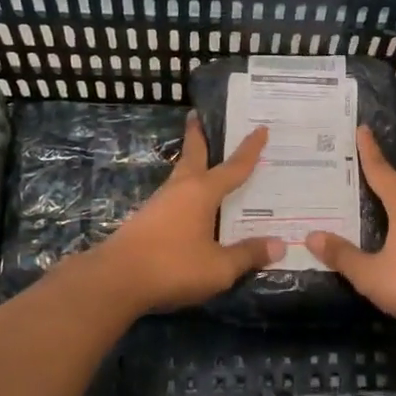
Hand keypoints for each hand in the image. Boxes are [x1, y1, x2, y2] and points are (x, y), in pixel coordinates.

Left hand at [95, 115, 284, 311]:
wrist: (116, 280)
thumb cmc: (173, 266)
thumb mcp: (219, 268)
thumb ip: (248, 255)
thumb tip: (279, 245)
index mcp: (203, 192)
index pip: (234, 166)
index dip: (250, 149)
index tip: (260, 129)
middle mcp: (181, 189)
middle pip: (193, 155)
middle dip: (197, 136)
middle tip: (197, 115)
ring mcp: (160, 203)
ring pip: (181, 175)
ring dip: (191, 163)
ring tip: (202, 161)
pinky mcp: (146, 220)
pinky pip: (173, 196)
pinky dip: (185, 191)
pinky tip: (189, 204)